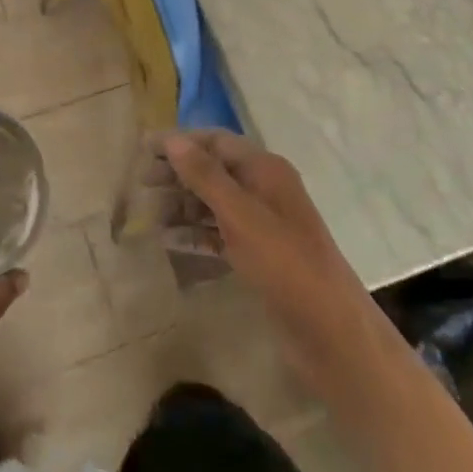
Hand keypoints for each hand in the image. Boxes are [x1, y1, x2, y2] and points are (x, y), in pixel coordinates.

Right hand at [159, 130, 378, 393]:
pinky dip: (195, 233)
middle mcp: (263, 189)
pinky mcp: (258, 255)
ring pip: (213, 202)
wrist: (331, 333)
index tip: (144, 150)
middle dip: (177, 173)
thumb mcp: (241, 215)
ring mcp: (262, 224)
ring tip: (148, 214)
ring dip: (182, 204)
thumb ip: (205, 176)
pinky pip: (219, 233)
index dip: (180, 142)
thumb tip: (172, 138)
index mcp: (265, 169)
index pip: (215, 141)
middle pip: (213, 169)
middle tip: (141, 183)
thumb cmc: (285, 264)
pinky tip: (169, 240)